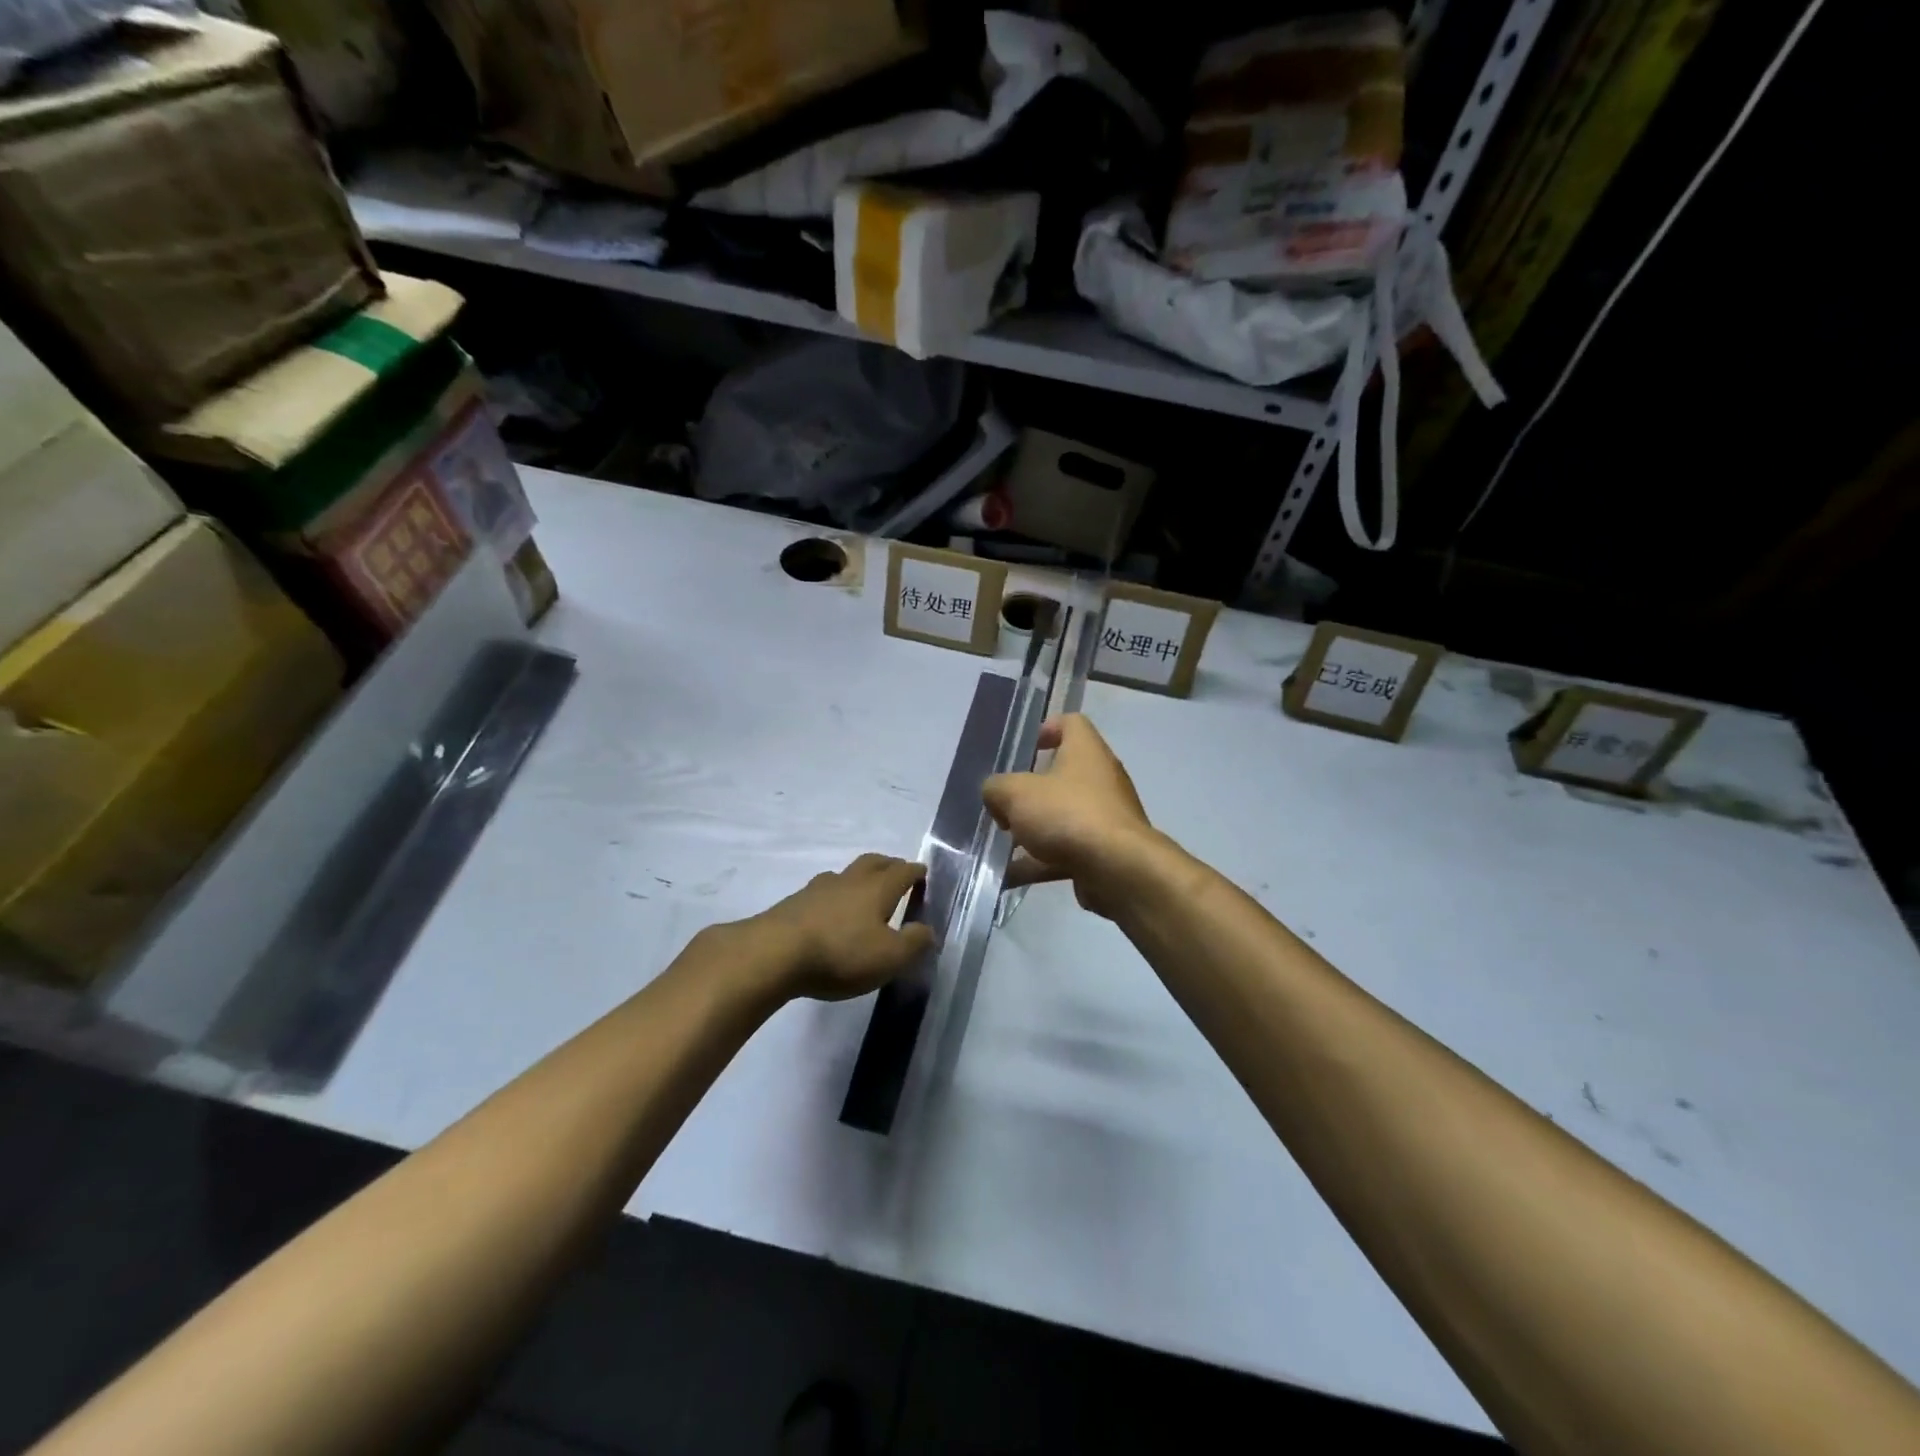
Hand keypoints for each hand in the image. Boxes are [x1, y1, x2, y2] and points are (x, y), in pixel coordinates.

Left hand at [741, 854, 933, 1001]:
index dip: (915, 872)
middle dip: (888, 865)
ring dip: (858, 879)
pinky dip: (834, 897)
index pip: (902, 871)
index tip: (922, 873)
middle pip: (872, 862)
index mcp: (877, 889)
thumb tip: (927, 930)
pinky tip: (830, 912)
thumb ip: (914, 943)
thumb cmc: (841, 953)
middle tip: (896, 872)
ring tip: (862, 892)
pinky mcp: (794, 904)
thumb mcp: (889, 957)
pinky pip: (822, 892)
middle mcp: (849, 881)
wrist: (774, 953)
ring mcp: (818, 889)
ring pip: (844, 875)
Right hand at [983, 715, 1157, 919]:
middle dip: (1029, 791)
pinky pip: (1066, 851)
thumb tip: (996, 796)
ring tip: (998, 845)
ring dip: (1031, 831)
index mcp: (1086, 751)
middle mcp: (1101, 779)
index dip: (1047, 729)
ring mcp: (1105, 817)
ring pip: (1061, 817)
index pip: (1072, 723)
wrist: (1118, 869)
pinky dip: (1039, 862)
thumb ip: (997, 788)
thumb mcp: (1016, 793)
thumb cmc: (1068, 815)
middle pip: (1062, 775)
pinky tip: (1009, 876)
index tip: (1024, 749)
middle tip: (1003, 805)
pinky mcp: (1105, 852)